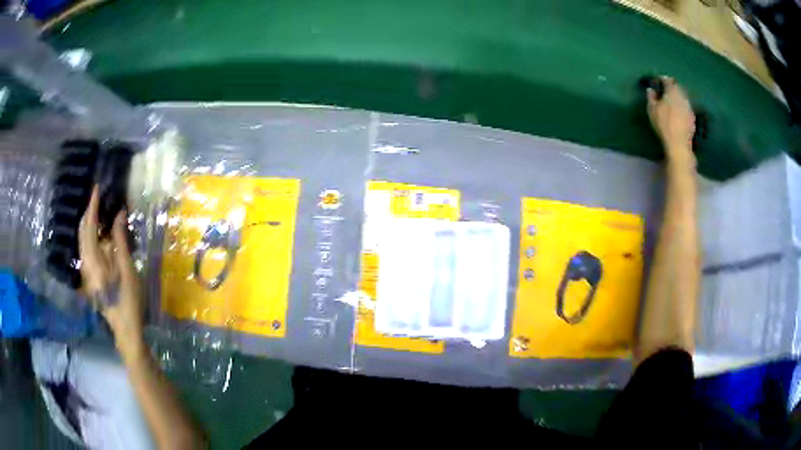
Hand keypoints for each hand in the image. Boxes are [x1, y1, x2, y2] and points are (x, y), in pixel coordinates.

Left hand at [79, 186, 143, 358]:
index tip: (96, 188)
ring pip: (83, 241)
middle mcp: (85, 264)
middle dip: (88, 213)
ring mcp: (86, 272)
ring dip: (90, 224)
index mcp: (92, 261)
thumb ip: (120, 240)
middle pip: (82, 232)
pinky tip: (102, 235)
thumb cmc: (128, 300)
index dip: (92, 206)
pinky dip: (93, 237)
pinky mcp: (91, 277)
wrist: (125, 329)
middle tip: (98, 198)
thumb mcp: (127, 269)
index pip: (88, 226)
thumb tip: (118, 214)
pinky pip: (88, 249)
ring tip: (101, 211)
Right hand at [647, 77, 695, 163]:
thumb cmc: (664, 125)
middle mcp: (682, 96)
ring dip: (677, 97)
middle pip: (677, 87)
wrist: (679, 144)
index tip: (658, 81)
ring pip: (682, 97)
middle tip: (665, 91)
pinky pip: (686, 107)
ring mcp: (689, 107)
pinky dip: (682, 106)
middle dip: (671, 87)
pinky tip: (678, 112)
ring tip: (672, 101)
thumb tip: (650, 89)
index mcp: (672, 91)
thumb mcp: (652, 110)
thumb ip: (651, 97)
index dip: (662, 79)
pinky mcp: (692, 117)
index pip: (667, 80)